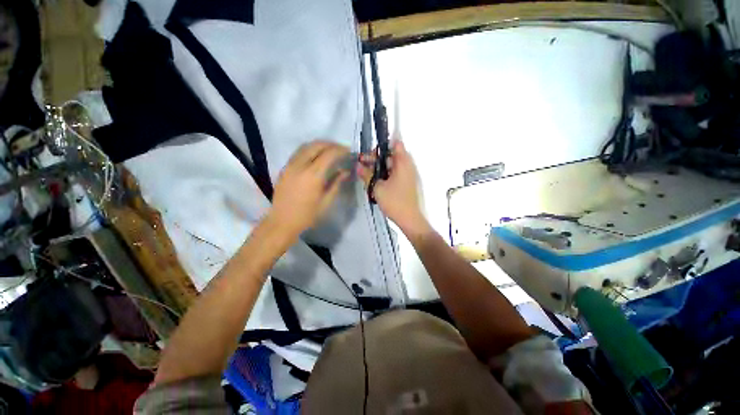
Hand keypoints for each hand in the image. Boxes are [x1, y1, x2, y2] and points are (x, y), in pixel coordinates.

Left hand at [270, 141, 349, 236]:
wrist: (282, 222)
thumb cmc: (307, 215)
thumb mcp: (326, 201)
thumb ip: (336, 183)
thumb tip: (345, 172)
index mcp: (313, 175)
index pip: (329, 154)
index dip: (340, 150)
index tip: (349, 152)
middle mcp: (300, 165)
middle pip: (316, 145)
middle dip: (331, 144)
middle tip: (341, 149)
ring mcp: (290, 165)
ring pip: (306, 146)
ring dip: (319, 145)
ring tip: (330, 150)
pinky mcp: (284, 168)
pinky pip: (298, 152)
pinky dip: (310, 149)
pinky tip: (316, 156)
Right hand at [358, 140, 429, 235]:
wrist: (410, 219)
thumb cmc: (394, 201)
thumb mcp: (377, 188)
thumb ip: (367, 175)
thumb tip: (358, 165)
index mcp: (403, 162)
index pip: (395, 144)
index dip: (381, 147)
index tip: (370, 155)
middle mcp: (408, 165)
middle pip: (392, 155)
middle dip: (377, 158)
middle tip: (363, 165)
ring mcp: (409, 174)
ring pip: (393, 165)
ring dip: (381, 167)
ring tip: (368, 174)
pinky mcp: (408, 183)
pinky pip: (396, 173)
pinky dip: (387, 174)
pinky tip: (377, 182)